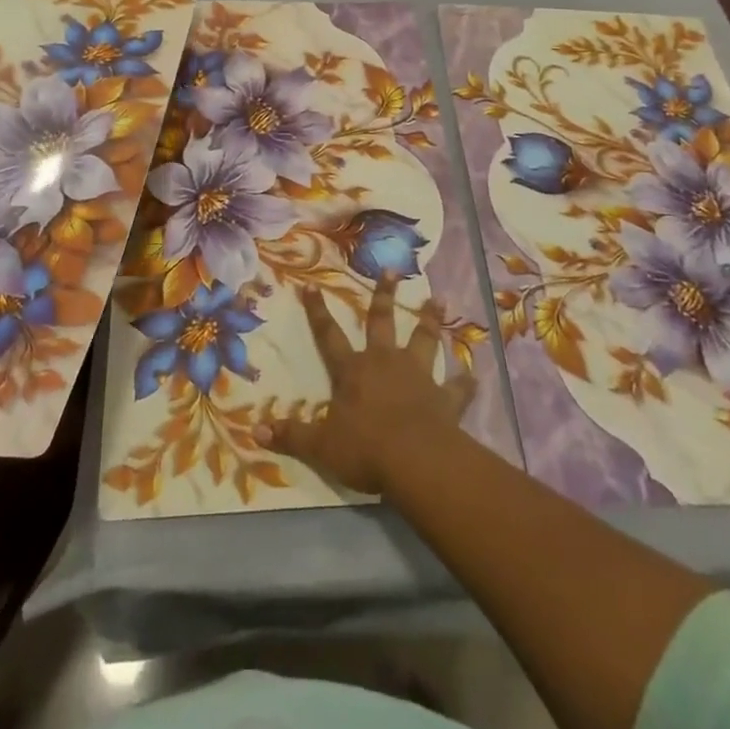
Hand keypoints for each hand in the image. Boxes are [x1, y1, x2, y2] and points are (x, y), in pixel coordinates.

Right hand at [258, 275, 475, 495]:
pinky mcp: (445, 397)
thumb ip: (291, 435)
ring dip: (430, 320)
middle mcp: (384, 362)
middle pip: (381, 322)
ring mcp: (418, 376)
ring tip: (440, 300)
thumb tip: (255, 430)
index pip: (329, 336)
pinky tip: (474, 375)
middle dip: (383, 295)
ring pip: (424, 339)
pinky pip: (458, 386)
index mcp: (353, 371)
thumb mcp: (320, 446)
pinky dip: (465, 381)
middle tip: (390, 269)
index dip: (318, 312)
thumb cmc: (364, 449)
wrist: (415, 460)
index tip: (311, 285)